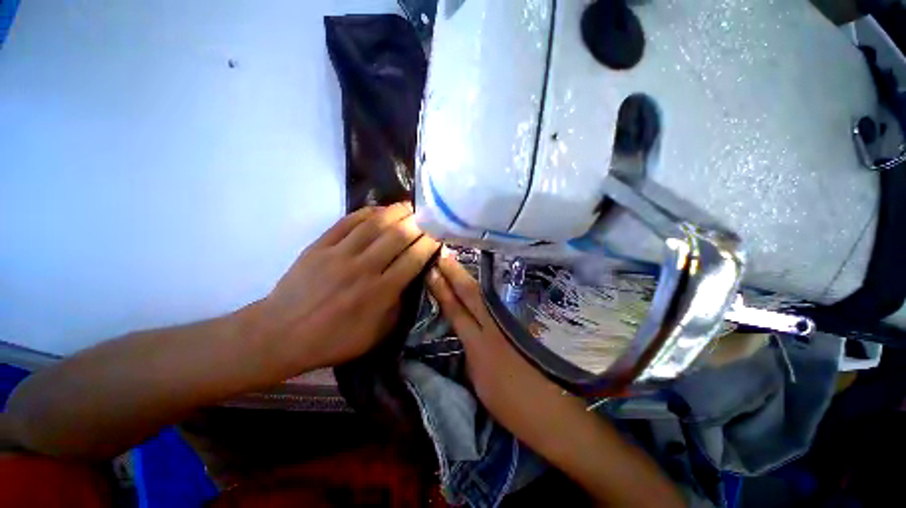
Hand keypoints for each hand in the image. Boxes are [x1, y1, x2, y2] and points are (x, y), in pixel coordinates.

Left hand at [246, 203, 439, 371]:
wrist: (281, 334)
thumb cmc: (334, 339)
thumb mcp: (377, 335)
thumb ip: (398, 307)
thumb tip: (411, 282)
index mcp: (380, 292)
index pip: (413, 259)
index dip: (429, 243)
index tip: (438, 234)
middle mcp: (364, 268)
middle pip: (397, 236)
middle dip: (417, 223)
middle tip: (427, 216)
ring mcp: (339, 254)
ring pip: (374, 224)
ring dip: (395, 212)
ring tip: (407, 206)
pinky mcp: (320, 246)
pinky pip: (347, 222)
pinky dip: (366, 212)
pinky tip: (378, 209)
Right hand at [426, 254, 570, 440]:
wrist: (551, 411)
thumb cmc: (510, 405)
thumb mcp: (479, 382)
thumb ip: (471, 353)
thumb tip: (466, 333)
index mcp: (478, 345)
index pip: (455, 310)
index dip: (442, 290)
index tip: (432, 271)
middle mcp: (493, 328)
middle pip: (471, 294)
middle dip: (455, 273)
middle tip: (442, 254)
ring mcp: (510, 324)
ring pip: (485, 294)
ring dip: (470, 277)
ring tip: (457, 262)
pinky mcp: (522, 325)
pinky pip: (499, 303)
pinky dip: (486, 290)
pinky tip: (481, 282)